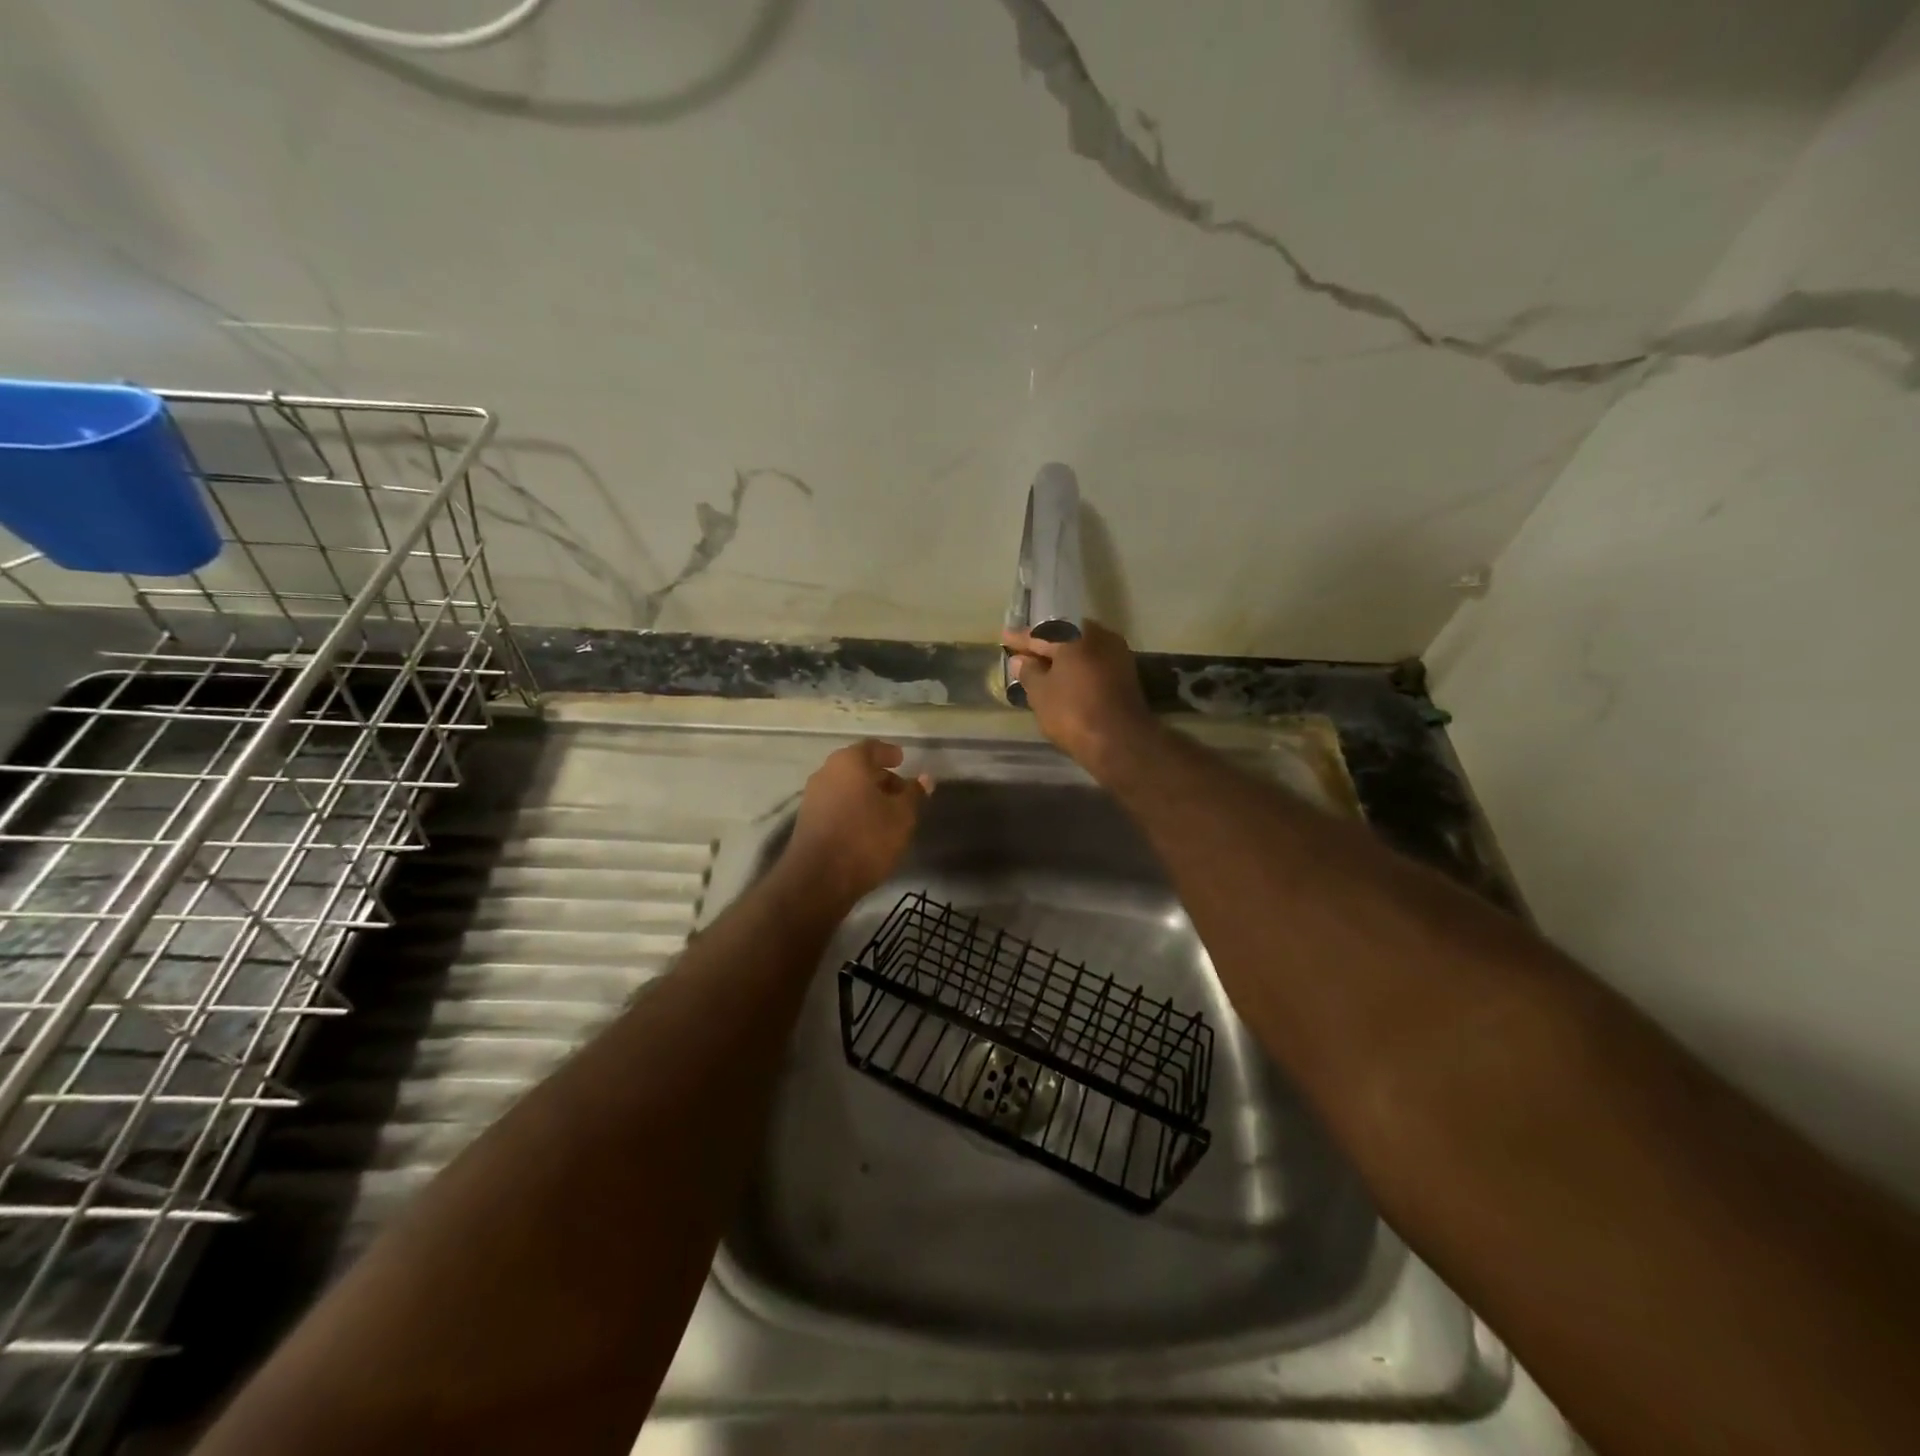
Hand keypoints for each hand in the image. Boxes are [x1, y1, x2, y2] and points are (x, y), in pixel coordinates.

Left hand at [781, 740, 931, 908]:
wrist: (818, 879)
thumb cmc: (866, 838)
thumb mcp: (902, 816)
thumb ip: (913, 794)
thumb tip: (924, 779)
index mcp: (849, 762)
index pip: (872, 748)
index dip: (889, 753)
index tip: (902, 760)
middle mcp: (826, 772)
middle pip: (857, 767)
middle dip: (880, 777)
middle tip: (900, 791)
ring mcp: (812, 797)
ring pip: (845, 787)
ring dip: (866, 794)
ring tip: (887, 812)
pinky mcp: (807, 821)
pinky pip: (835, 804)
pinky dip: (852, 808)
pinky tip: (867, 826)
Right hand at [1002, 620, 1157, 777]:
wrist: (1121, 743)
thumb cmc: (1073, 712)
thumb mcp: (1040, 693)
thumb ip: (1029, 672)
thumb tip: (1020, 660)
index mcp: (1076, 635)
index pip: (1042, 633)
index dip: (1021, 639)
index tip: (1005, 639)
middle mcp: (1101, 637)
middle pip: (1065, 638)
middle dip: (1043, 646)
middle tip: (1023, 653)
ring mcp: (1118, 656)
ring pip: (1082, 651)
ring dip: (1061, 659)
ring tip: (1040, 668)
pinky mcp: (1126, 676)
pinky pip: (1094, 665)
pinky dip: (1077, 670)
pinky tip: (1064, 680)